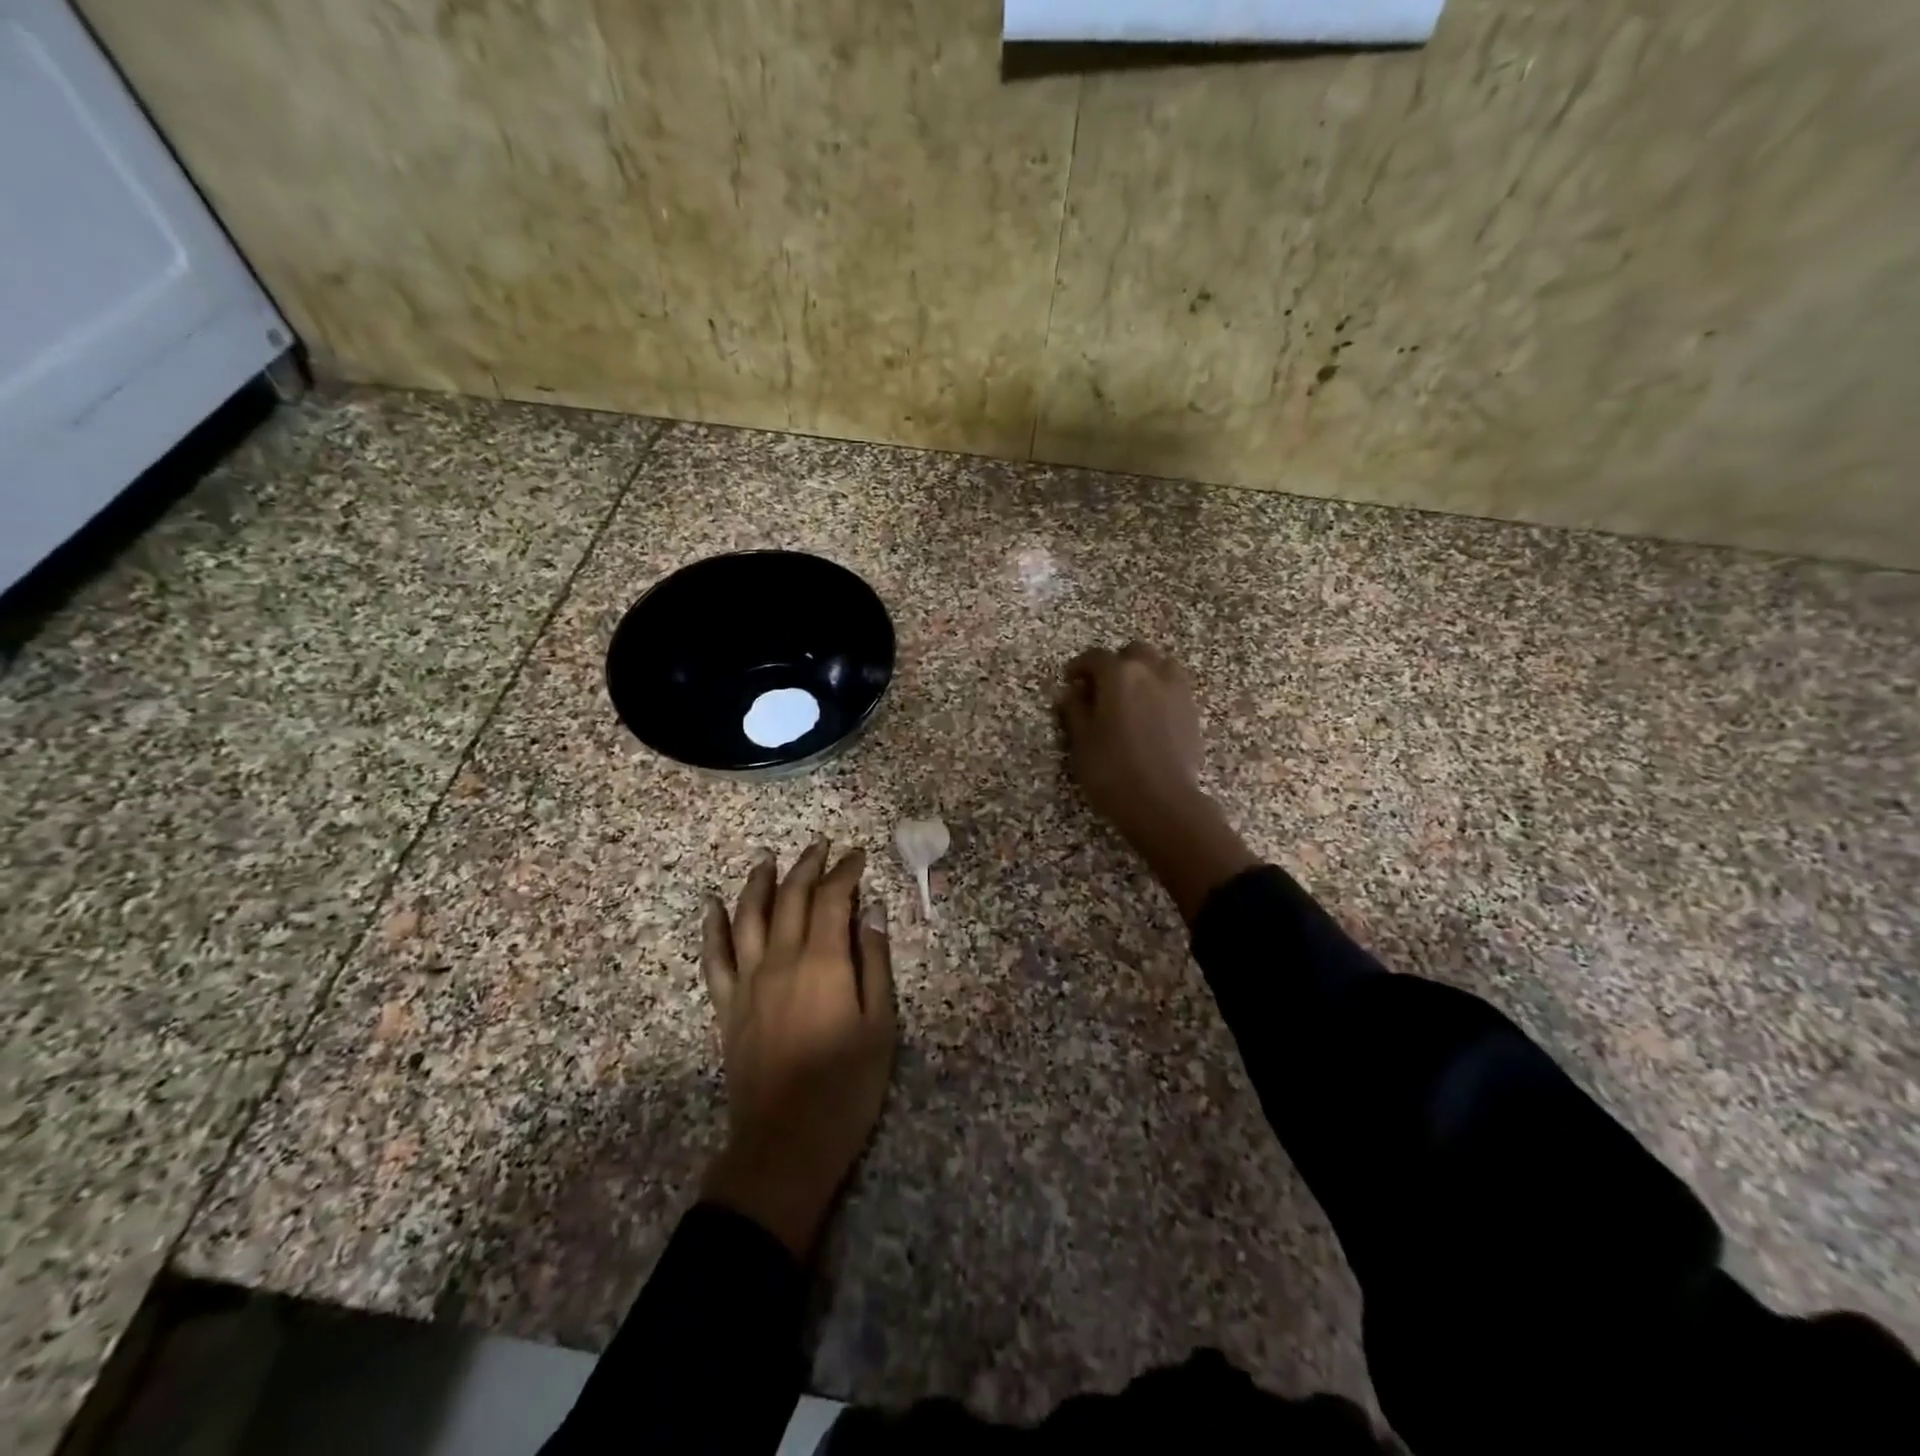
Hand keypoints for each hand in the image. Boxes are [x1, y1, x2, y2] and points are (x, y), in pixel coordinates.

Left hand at [699, 841, 896, 1257]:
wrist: (786, 1143)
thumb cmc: (846, 1086)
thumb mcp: (880, 1024)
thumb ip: (875, 962)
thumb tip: (872, 911)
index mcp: (824, 962)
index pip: (833, 898)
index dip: (845, 871)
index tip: (857, 854)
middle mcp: (781, 960)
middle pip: (791, 897)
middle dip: (808, 866)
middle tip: (822, 846)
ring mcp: (748, 981)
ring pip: (748, 916)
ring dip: (759, 882)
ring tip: (768, 858)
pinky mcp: (727, 1005)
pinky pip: (715, 957)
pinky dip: (713, 927)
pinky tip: (713, 905)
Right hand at [1057, 641, 1205, 844]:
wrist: (1162, 802)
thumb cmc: (1112, 770)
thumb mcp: (1082, 741)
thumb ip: (1075, 710)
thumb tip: (1071, 693)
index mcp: (1119, 675)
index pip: (1096, 657)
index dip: (1080, 666)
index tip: (1070, 679)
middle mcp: (1151, 672)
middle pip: (1133, 653)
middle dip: (1115, 664)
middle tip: (1100, 687)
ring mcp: (1177, 690)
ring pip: (1160, 665)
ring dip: (1143, 672)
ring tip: (1130, 696)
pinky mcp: (1192, 711)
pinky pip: (1174, 687)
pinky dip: (1160, 690)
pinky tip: (1150, 714)